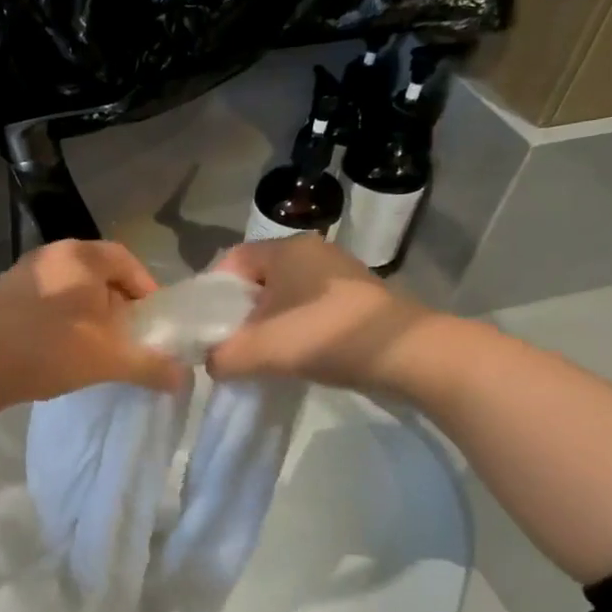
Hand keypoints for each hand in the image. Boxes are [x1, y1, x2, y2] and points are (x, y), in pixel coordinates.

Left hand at [0, 240, 188, 409]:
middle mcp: (53, 253)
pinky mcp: (6, 292)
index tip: (153, 322)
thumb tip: (184, 378)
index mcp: (81, 256)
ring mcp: (25, 271)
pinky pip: (50, 299)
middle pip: (101, 274)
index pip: (128, 262)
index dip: (147, 290)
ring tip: (97, 348)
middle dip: (120, 305)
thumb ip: (150, 365)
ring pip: (74, 288)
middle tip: (128, 338)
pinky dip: (65, 318)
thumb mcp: (108, 360)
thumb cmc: (47, 351)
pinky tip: (62, 348)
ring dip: (91, 314)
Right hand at [206, 235, 437, 391]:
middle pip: (257, 280)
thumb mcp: (260, 350)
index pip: (231, 260)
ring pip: (284, 296)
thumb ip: (222, 356)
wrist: (406, 354)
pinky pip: (309, 308)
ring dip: (268, 324)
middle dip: (238, 313)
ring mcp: (338, 273)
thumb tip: (213, 363)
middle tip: (230, 345)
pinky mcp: (357, 297)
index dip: (211, 293)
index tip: (205, 328)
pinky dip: (295, 329)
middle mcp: (311, 251)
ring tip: (261, 356)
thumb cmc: (325, 336)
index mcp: (285, 249)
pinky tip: (295, 356)